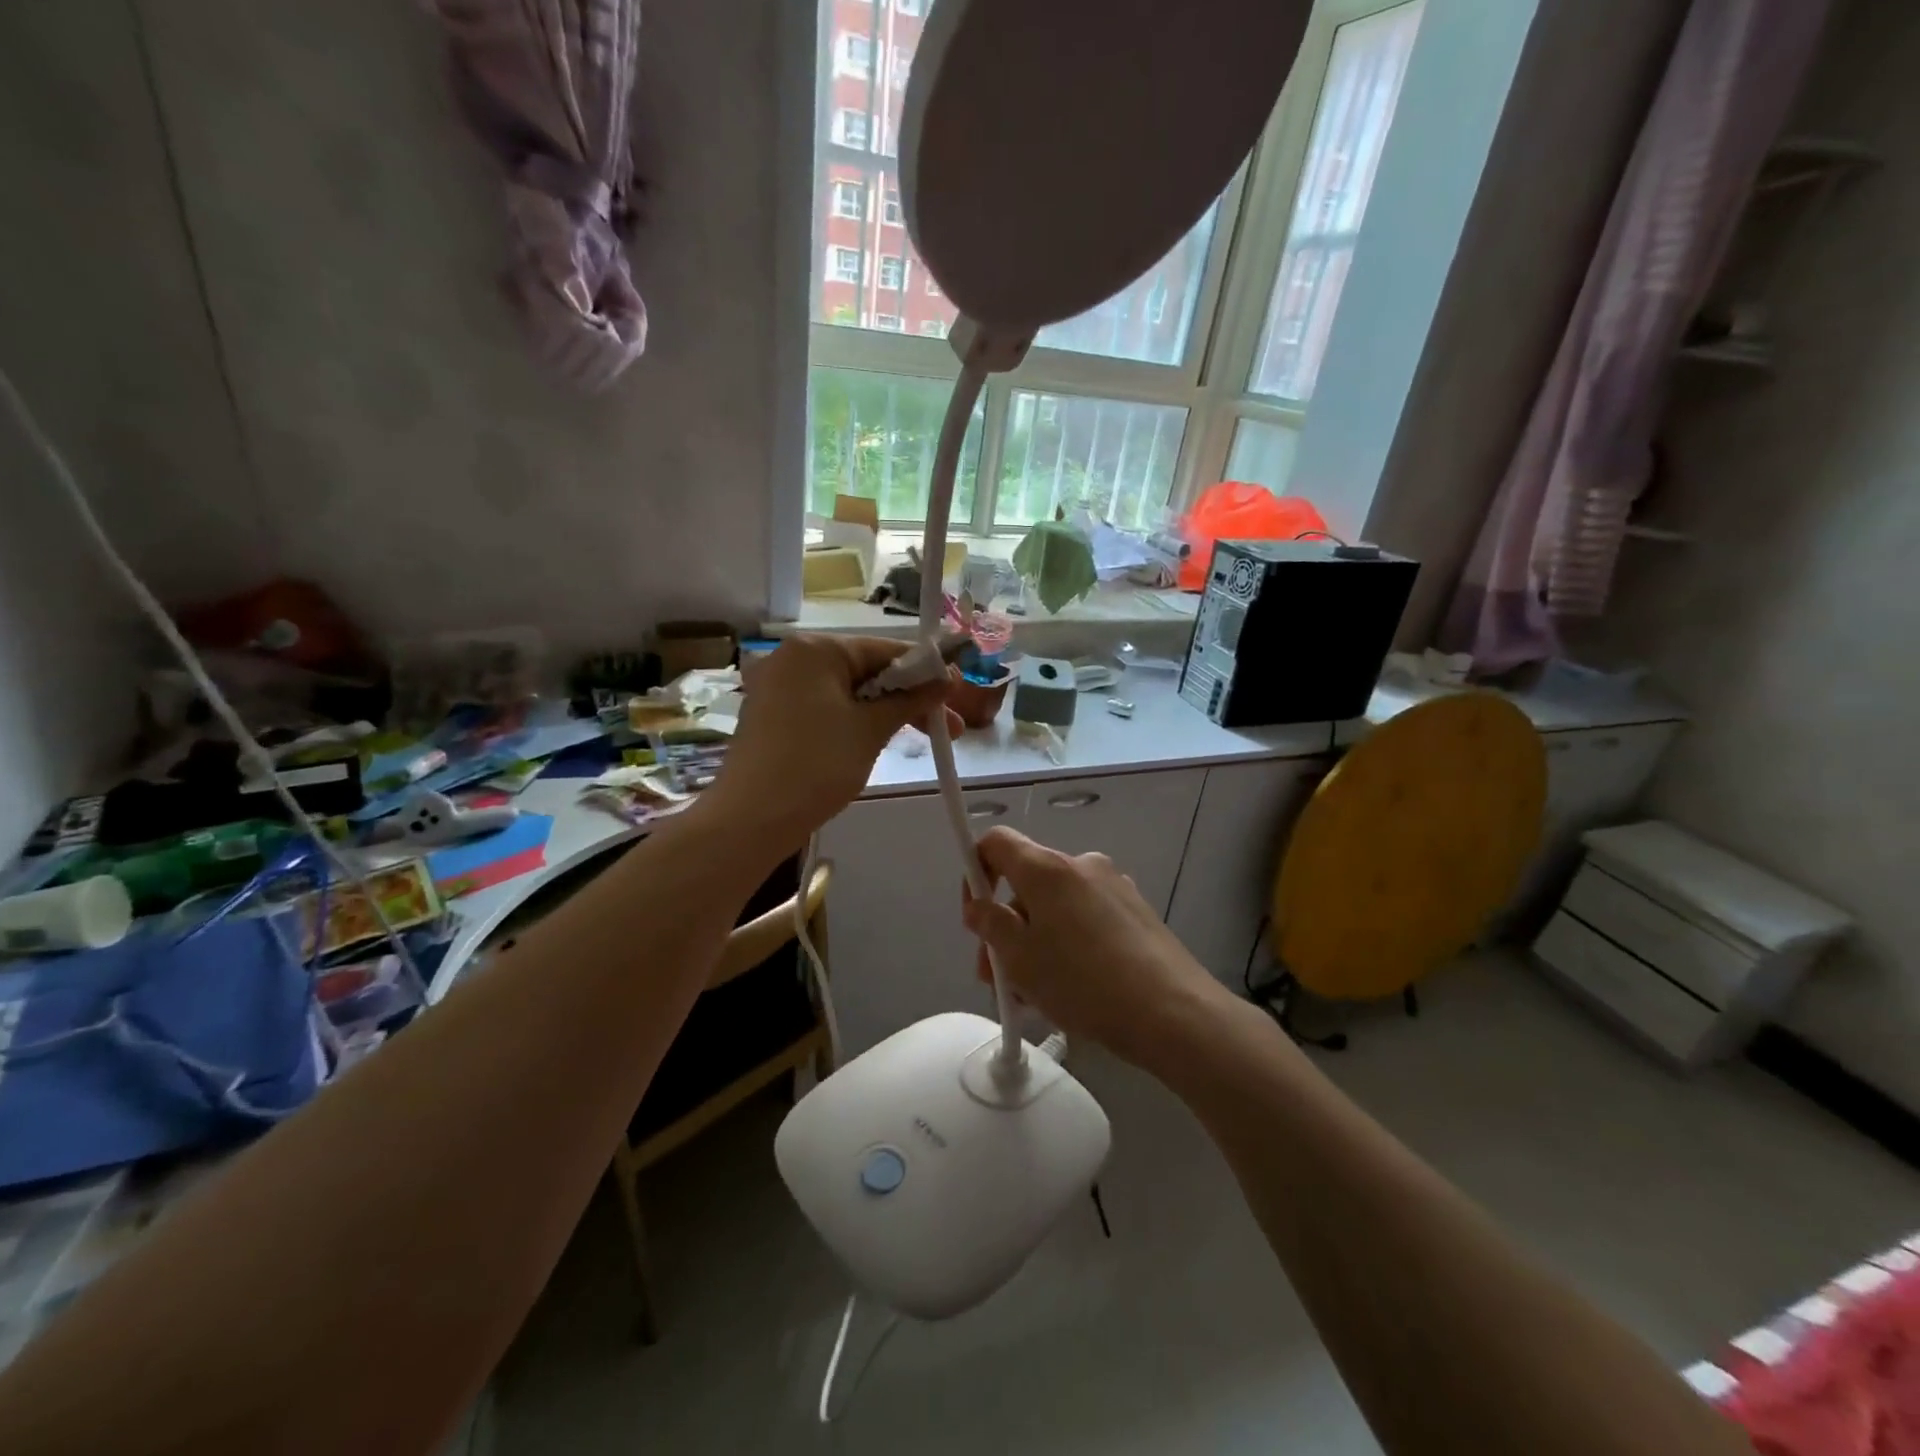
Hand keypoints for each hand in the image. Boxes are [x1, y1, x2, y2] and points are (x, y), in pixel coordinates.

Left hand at [704, 634, 957, 852]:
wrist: (751, 818)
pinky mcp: (773, 716)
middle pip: (866, 670)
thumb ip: (910, 699)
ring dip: (885, 712)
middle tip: (949, 728)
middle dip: (909, 698)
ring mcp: (779, 688)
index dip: (926, 671)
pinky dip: (855, 721)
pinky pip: (826, 708)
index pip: (885, 649)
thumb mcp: (871, 730)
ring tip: (921, 738)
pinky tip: (878, 741)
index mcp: (816, 649)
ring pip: (848, 692)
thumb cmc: (816, 765)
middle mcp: (794, 659)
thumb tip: (946, 677)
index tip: (958, 693)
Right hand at [961, 826, 1228, 1069]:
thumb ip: (990, 924)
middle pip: (1027, 881)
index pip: (995, 841)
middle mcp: (1080, 864)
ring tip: (1034, 995)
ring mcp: (1113, 885)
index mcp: (1046, 868)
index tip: (976, 916)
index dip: (974, 870)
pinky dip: (1068, 942)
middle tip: (998, 976)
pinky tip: (1072, 987)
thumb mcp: (1020, 959)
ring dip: (1036, 940)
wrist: (1173, 1012)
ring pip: (1056, 906)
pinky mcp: (1136, 910)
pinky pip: (1085, 917)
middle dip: (1006, 925)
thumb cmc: (1083, 982)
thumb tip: (980, 906)